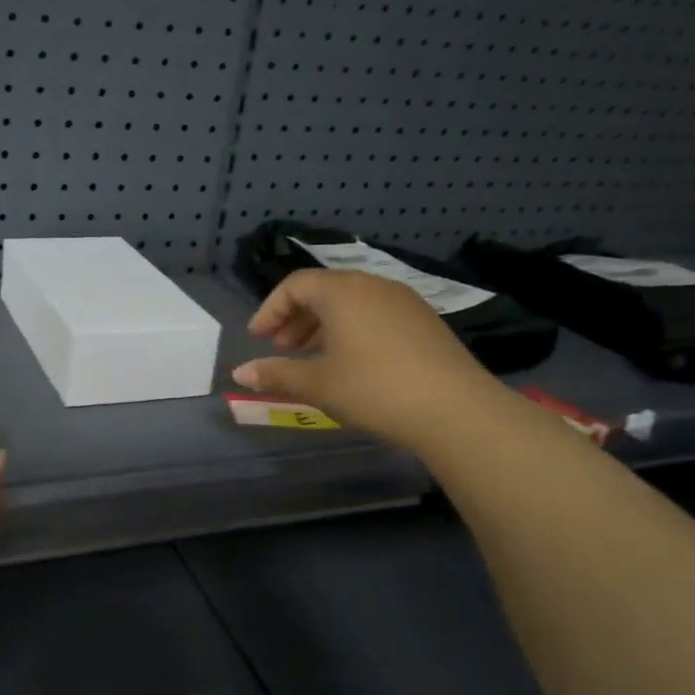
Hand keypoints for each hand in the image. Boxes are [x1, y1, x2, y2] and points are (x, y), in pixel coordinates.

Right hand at [232, 270, 499, 449]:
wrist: (455, 409)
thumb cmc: (374, 389)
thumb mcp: (318, 384)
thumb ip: (276, 374)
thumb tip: (239, 373)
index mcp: (343, 291)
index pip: (295, 284)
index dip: (270, 309)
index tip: (258, 338)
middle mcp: (373, 285)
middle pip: (324, 289)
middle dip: (296, 317)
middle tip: (282, 348)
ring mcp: (403, 301)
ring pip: (351, 302)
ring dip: (323, 325)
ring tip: (312, 358)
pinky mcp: (424, 321)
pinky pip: (375, 314)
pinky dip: (351, 330)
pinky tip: (350, 363)